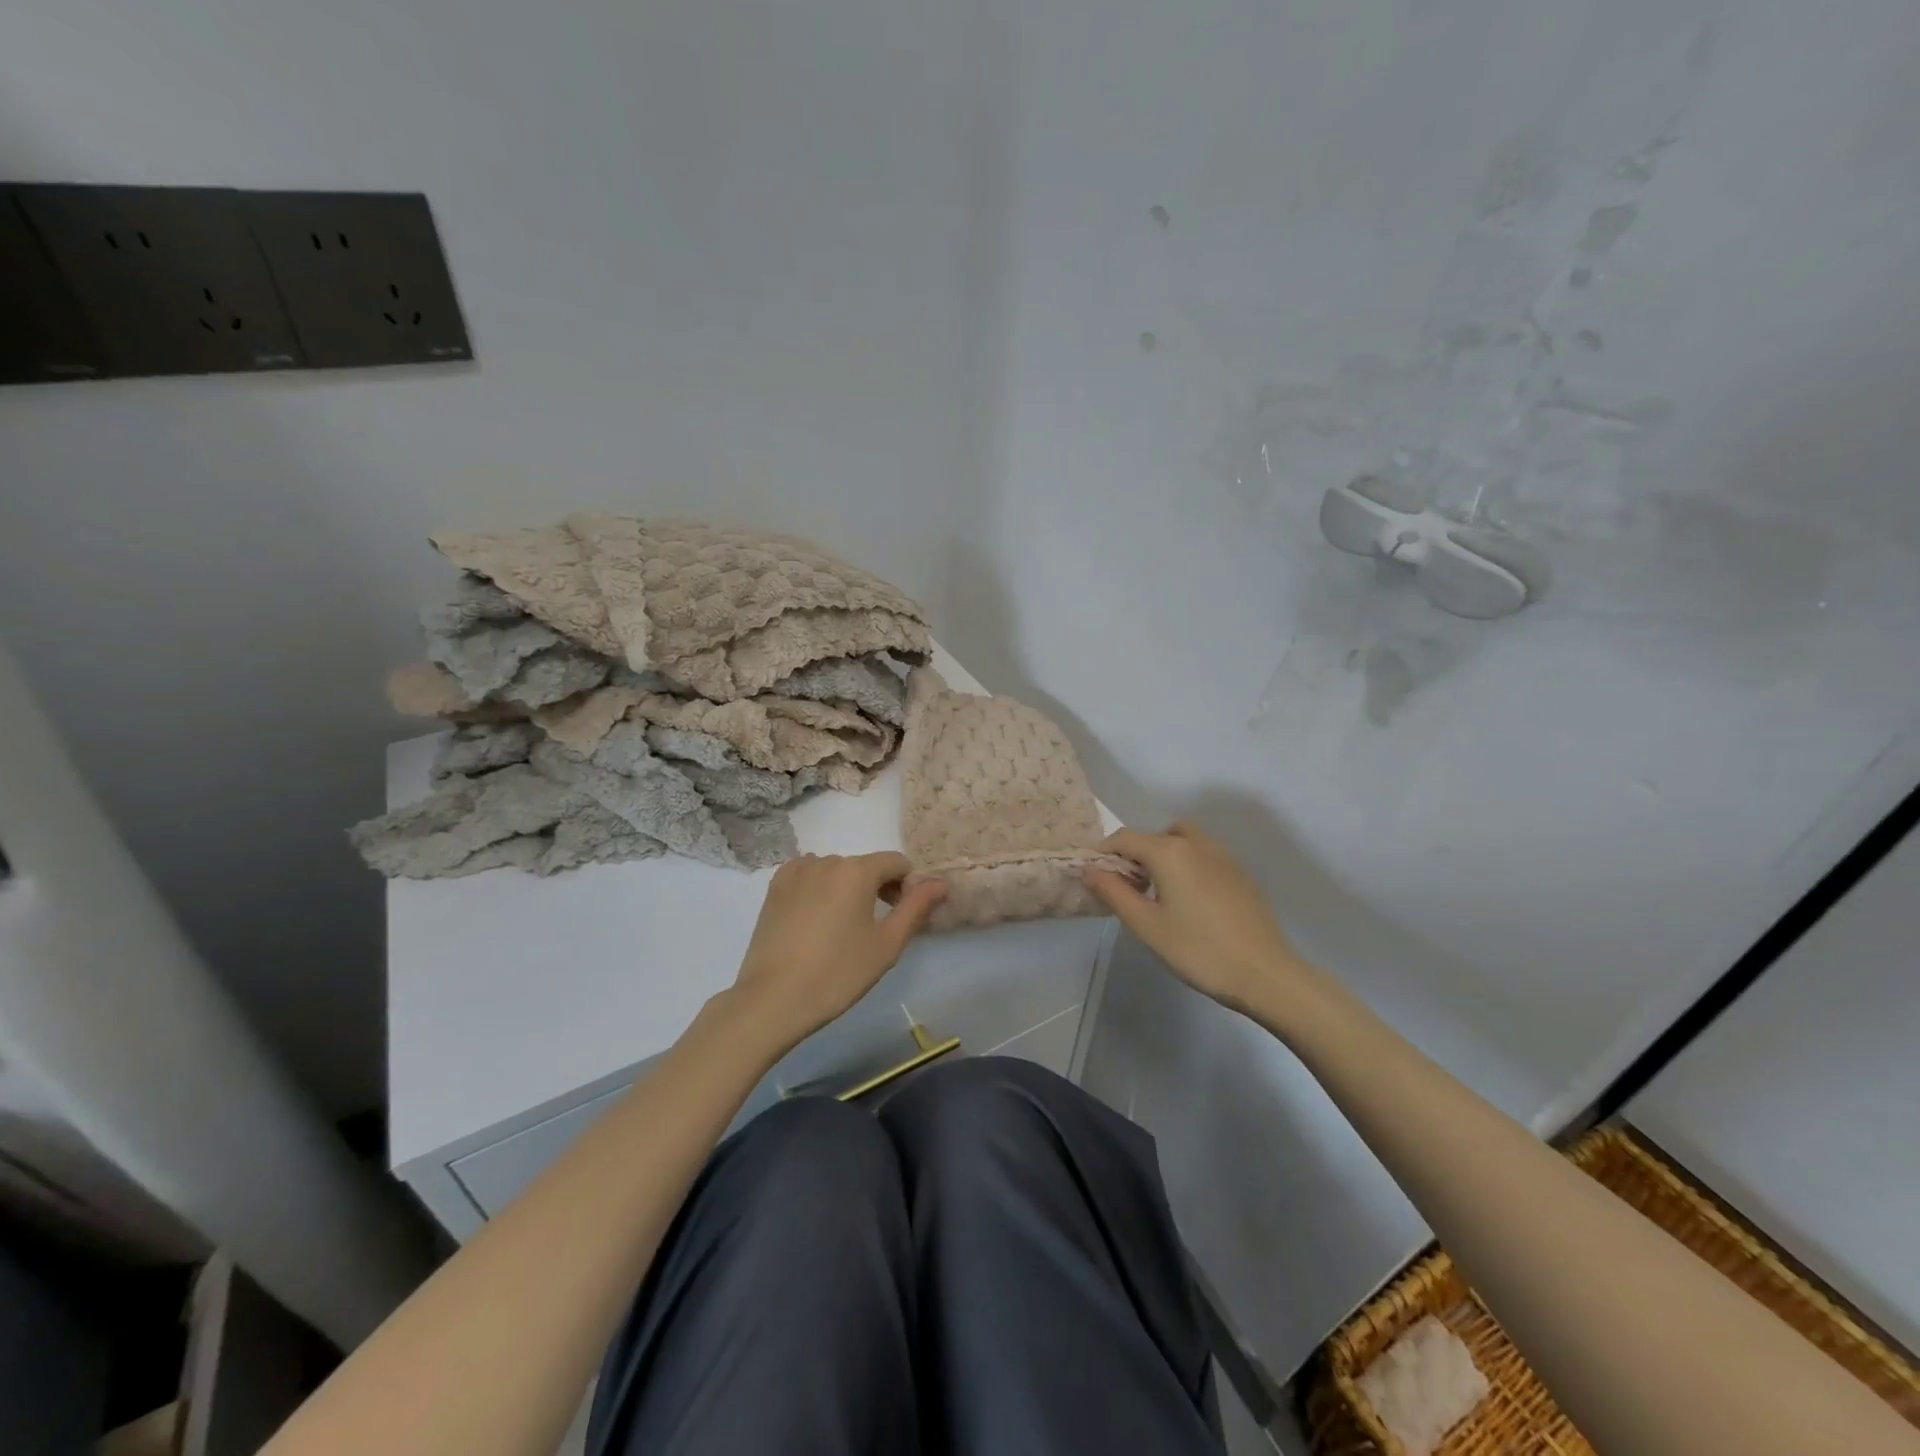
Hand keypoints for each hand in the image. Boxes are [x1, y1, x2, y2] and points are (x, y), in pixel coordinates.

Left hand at [725, 852, 945, 1053]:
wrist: (772, 999)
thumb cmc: (837, 973)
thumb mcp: (886, 945)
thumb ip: (916, 908)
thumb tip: (941, 883)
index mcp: (857, 871)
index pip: (896, 863)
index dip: (907, 887)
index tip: (901, 917)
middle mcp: (827, 861)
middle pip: (865, 867)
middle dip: (877, 889)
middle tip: (875, 930)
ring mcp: (796, 872)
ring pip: (835, 872)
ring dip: (846, 890)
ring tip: (841, 929)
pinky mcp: (774, 888)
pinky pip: (807, 876)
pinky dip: (818, 889)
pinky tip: (814, 920)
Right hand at [1083, 823, 1303, 1012]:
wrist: (1265, 973)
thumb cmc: (1198, 950)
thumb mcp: (1147, 926)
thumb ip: (1114, 893)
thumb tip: (1090, 870)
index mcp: (1169, 852)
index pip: (1124, 838)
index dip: (1104, 853)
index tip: (1096, 878)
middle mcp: (1196, 843)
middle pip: (1156, 835)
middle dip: (1137, 854)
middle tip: (1131, 889)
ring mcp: (1223, 855)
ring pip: (1183, 842)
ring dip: (1164, 857)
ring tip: (1161, 895)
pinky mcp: (1240, 872)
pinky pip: (1204, 856)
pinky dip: (1188, 865)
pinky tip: (1192, 903)